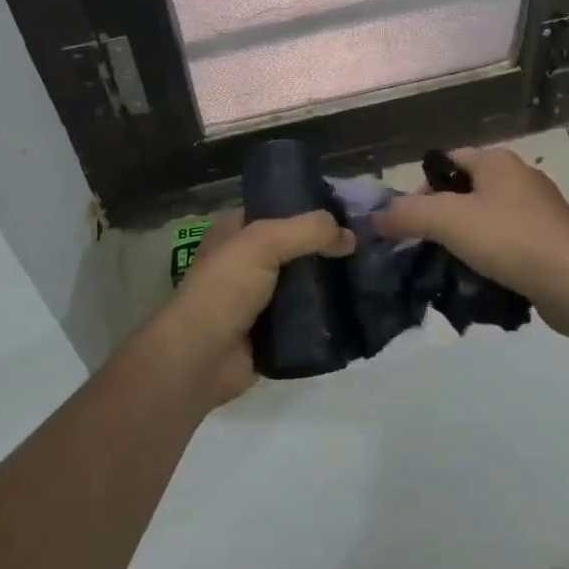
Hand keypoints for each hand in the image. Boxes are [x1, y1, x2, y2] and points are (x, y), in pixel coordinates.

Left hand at [150, 209, 353, 405]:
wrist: (200, 359)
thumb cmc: (224, 289)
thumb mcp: (263, 242)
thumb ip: (308, 231)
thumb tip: (351, 237)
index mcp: (236, 232)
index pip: (279, 210)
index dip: (311, 209)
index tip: (350, 213)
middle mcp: (247, 262)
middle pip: (296, 248)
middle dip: (327, 249)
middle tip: (366, 247)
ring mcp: (260, 299)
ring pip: (304, 284)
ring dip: (330, 284)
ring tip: (368, 277)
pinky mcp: (272, 332)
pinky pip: (307, 318)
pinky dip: (326, 316)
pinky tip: (354, 309)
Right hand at [373, 147, 568, 336]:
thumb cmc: (509, 240)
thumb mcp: (447, 221)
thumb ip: (406, 214)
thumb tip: (376, 217)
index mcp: (498, 161)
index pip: (446, 161)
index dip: (422, 187)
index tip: (411, 221)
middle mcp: (520, 176)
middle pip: (465, 190)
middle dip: (442, 217)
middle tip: (428, 246)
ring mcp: (541, 209)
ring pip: (487, 218)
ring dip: (466, 239)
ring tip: (453, 266)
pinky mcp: (552, 239)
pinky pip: (509, 241)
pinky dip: (493, 255)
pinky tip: (485, 278)